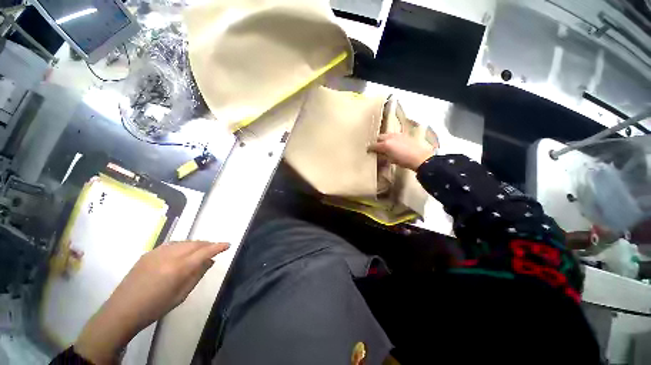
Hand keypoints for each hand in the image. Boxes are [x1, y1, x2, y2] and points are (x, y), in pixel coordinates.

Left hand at [74, 241, 229, 363]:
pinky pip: (172, 244)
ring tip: (201, 250)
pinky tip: (183, 252)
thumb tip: (209, 261)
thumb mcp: (181, 295)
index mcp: (178, 268)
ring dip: (196, 244)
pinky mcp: (149, 253)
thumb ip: (197, 275)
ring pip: (184, 242)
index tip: (228, 244)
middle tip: (215, 249)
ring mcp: (158, 252)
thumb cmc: (155, 307)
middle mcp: (170, 255)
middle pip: (195, 243)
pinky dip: (183, 245)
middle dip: (208, 244)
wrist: (122, 311)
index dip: (218, 247)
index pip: (204, 252)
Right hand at [368, 133, 437, 170]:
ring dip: (383, 139)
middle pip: (379, 137)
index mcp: (385, 145)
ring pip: (386, 135)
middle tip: (376, 147)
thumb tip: (378, 154)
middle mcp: (389, 137)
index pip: (373, 145)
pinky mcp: (403, 135)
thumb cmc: (404, 161)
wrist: (420, 157)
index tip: (368, 151)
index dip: (370, 148)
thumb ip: (383, 155)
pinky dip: (390, 138)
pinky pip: (393, 135)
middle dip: (376, 142)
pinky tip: (393, 143)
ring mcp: (397, 135)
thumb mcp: (390, 160)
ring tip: (384, 145)